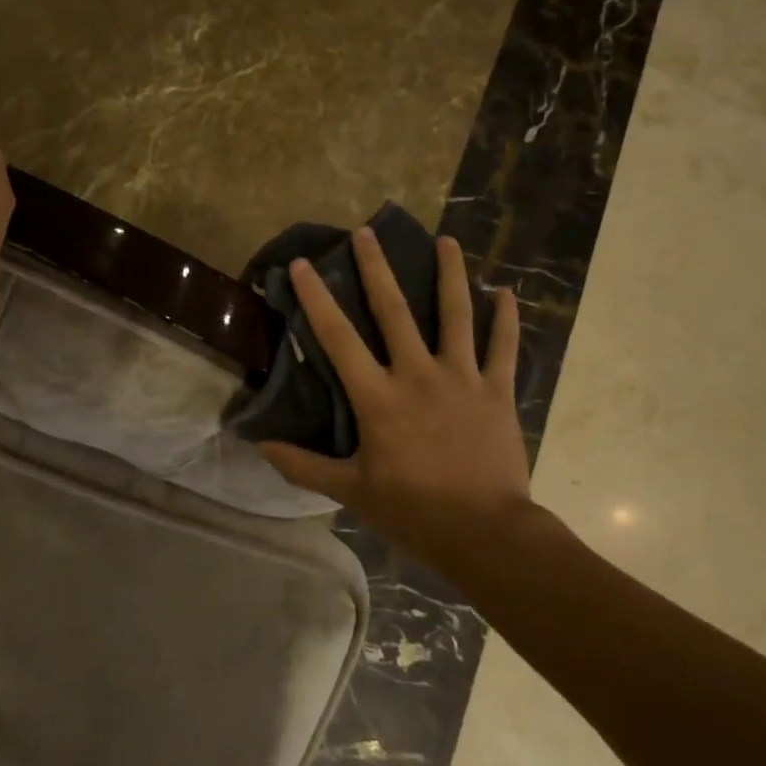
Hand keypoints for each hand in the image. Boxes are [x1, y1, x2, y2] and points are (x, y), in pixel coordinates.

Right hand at [258, 228, 534, 571]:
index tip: (303, 263)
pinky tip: (506, 291)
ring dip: (450, 274)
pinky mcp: (497, 390)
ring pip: (455, 314)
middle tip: (367, 232)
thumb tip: (260, 444)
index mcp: (379, 397)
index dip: (317, 297)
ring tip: (447, 240)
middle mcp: (417, 374)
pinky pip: (503, 347)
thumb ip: (303, 465)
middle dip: (377, 267)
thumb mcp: (352, 491)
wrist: (485, 533)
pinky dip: (505, 318)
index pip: (338, 338)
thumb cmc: (414, 511)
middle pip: (394, 310)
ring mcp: (462, 378)